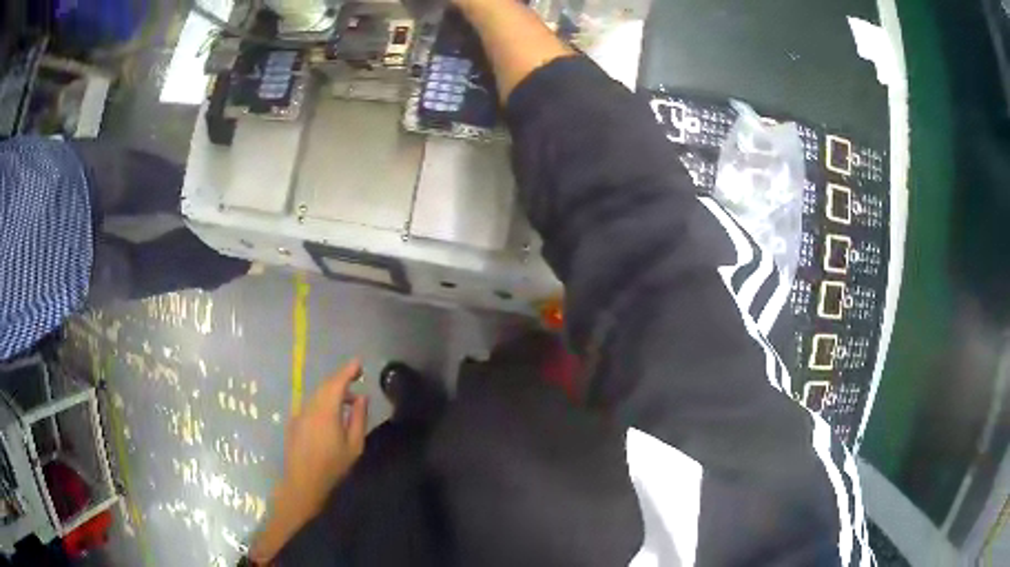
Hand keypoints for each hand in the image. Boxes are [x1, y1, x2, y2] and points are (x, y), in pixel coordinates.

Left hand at [279, 360, 368, 516]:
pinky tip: (329, 417)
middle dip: (340, 380)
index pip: (337, 382)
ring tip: (346, 403)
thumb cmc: (333, 466)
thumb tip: (362, 397)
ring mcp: (299, 414)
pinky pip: (310, 405)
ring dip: (331, 393)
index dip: (348, 370)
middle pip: (325, 386)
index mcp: (326, 410)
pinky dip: (322, 403)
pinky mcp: (294, 422)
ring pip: (317, 395)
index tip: (359, 363)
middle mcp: (310, 407)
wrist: (304, 483)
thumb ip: (358, 418)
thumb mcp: (354, 445)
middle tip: (356, 379)